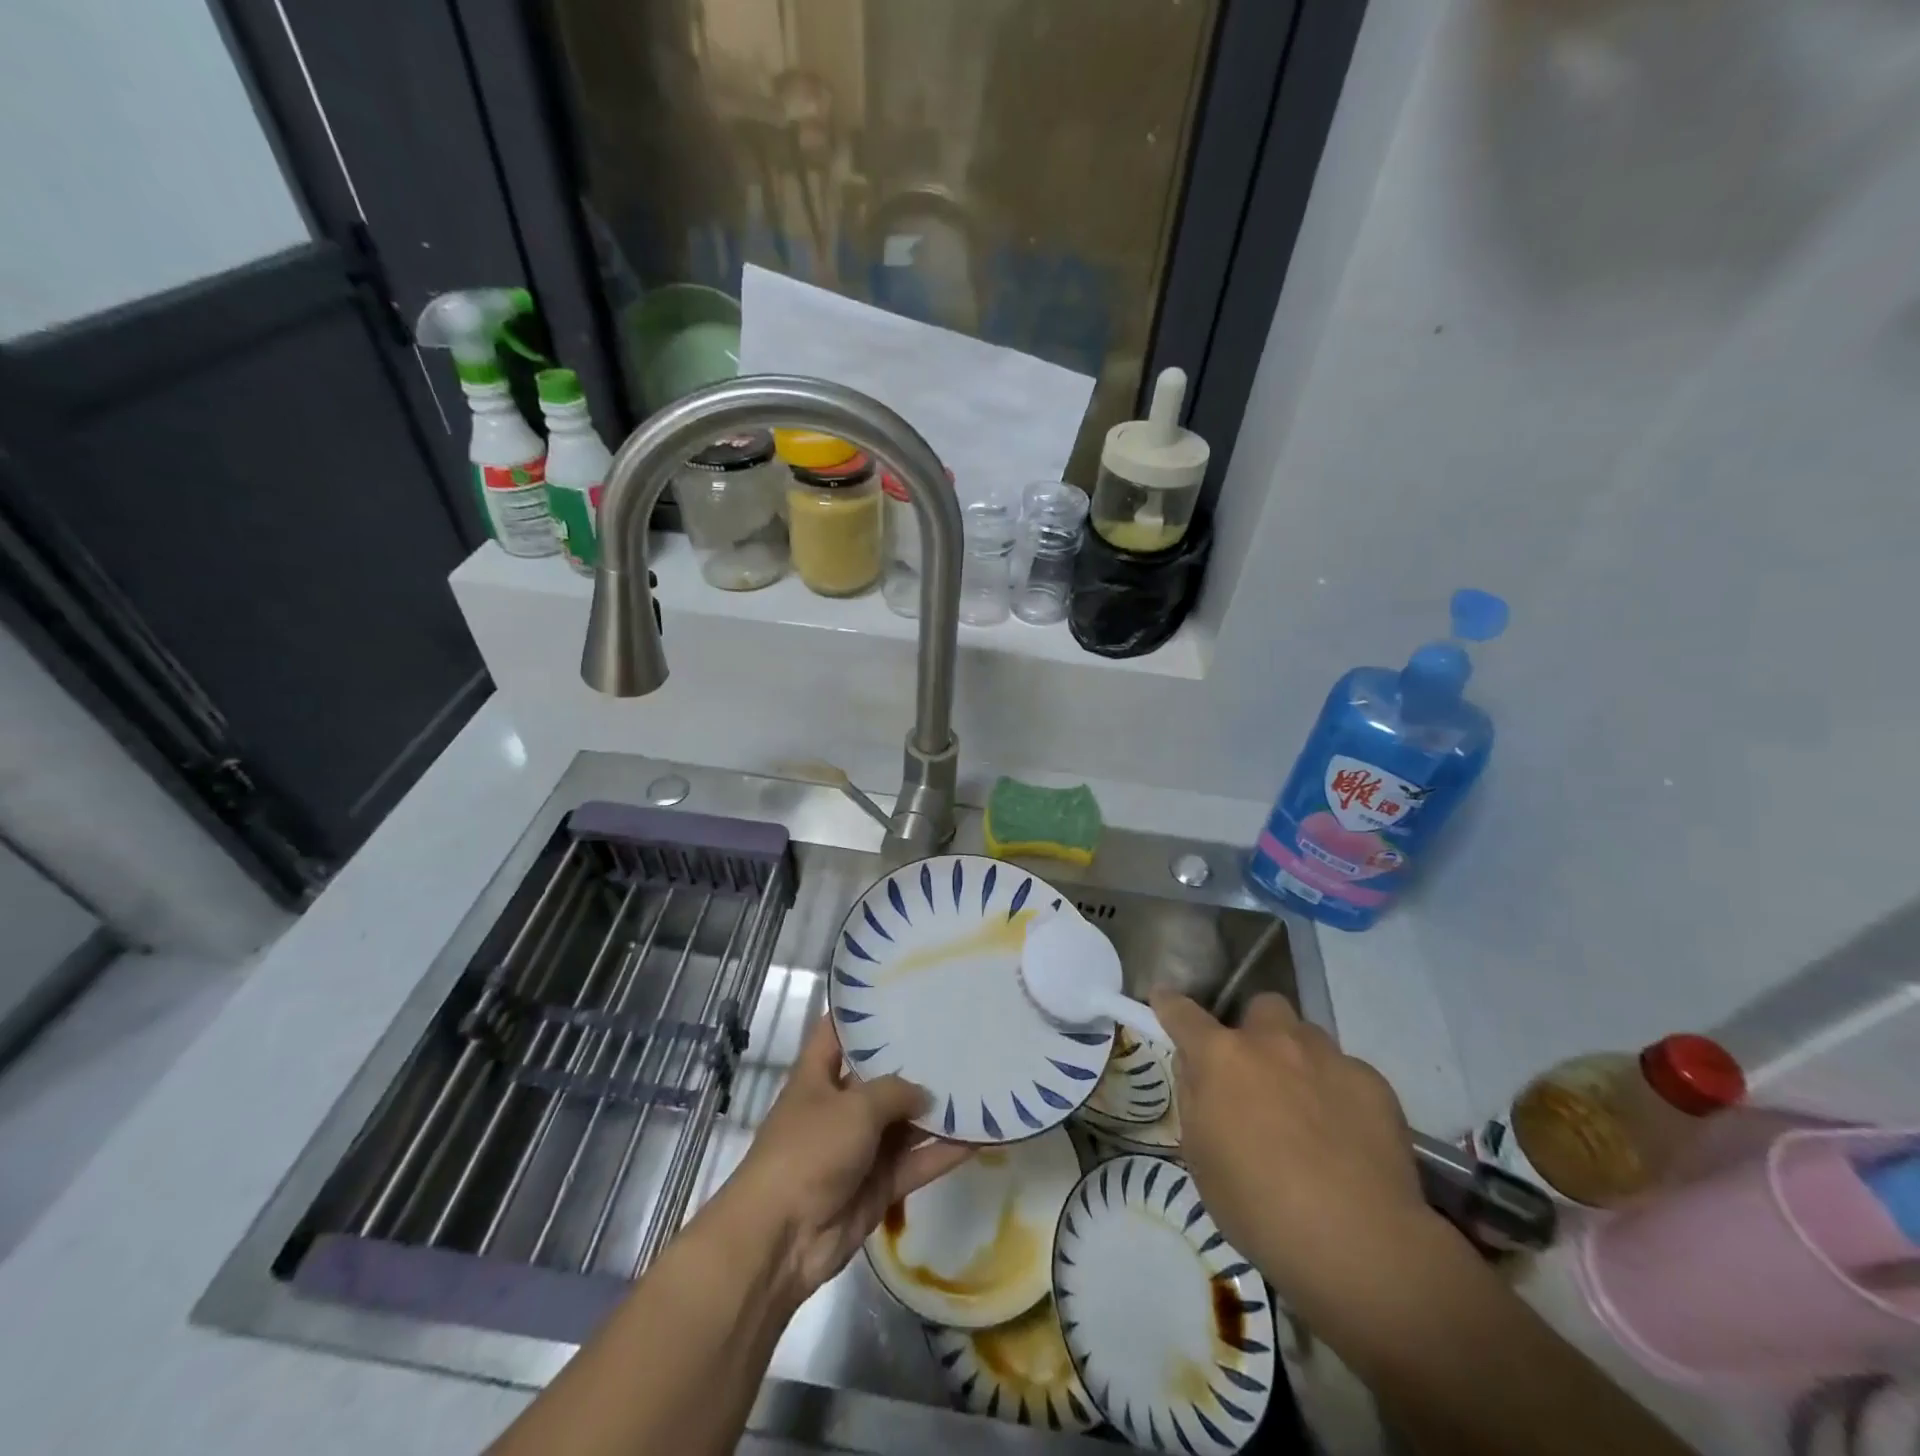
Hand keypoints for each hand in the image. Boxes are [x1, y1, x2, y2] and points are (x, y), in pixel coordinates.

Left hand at [717, 1015, 971, 1297]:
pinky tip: (980, 1136)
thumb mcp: (854, 1107)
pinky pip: (916, 1162)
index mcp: (818, 1076)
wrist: (783, 1239)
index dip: (862, 1012)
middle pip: (880, 1076)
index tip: (900, 991)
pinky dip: (944, 1153)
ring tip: (979, 1079)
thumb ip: (895, 1092)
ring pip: (904, 1122)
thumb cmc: (809, 1151)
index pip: (837, 1031)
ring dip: (936, 1109)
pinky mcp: (879, 1185)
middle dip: (913, 1060)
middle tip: (958, 1033)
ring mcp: (861, 1148)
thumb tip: (925, 1094)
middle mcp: (839, 1106)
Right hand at [1151, 991, 1435, 1309]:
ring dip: (1299, 1057)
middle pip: (1261, 1007)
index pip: (1183, 1014)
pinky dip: (1340, 1092)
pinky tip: (1348, 1135)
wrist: (1358, 1242)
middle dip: (1256, 1029)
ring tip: (1308, 1105)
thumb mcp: (1200, 1157)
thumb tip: (1196, 1067)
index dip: (1169, 1004)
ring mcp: (1326, 1057)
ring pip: (1308, 1035)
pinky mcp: (1372, 1082)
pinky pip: (1348, 1071)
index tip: (1163, 998)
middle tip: (1258, 1070)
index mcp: (1221, 1058)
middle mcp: (1272, 1041)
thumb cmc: (1258, 1207)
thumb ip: (1194, 1099)